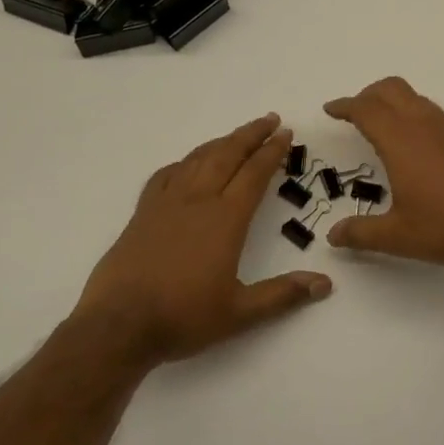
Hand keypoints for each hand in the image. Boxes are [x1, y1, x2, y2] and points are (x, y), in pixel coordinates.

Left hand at [78, 114, 331, 364]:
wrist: (118, 325)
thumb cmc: (183, 317)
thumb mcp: (240, 313)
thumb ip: (283, 294)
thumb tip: (325, 284)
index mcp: (225, 219)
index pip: (255, 174)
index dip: (272, 152)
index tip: (286, 133)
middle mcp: (197, 201)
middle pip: (228, 155)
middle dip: (251, 134)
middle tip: (270, 119)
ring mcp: (166, 204)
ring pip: (198, 159)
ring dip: (221, 142)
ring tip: (237, 135)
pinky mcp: (142, 213)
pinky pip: (166, 175)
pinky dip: (183, 163)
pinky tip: (187, 165)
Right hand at [323, 77, 443, 269]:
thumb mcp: (398, 236)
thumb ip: (361, 233)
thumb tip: (334, 235)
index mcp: (401, 141)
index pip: (366, 109)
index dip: (345, 106)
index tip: (331, 110)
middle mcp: (424, 126)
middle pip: (391, 89)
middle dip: (368, 95)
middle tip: (353, 114)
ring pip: (414, 97)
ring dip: (392, 102)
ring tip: (380, 125)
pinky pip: (432, 113)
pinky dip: (413, 115)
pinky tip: (414, 145)